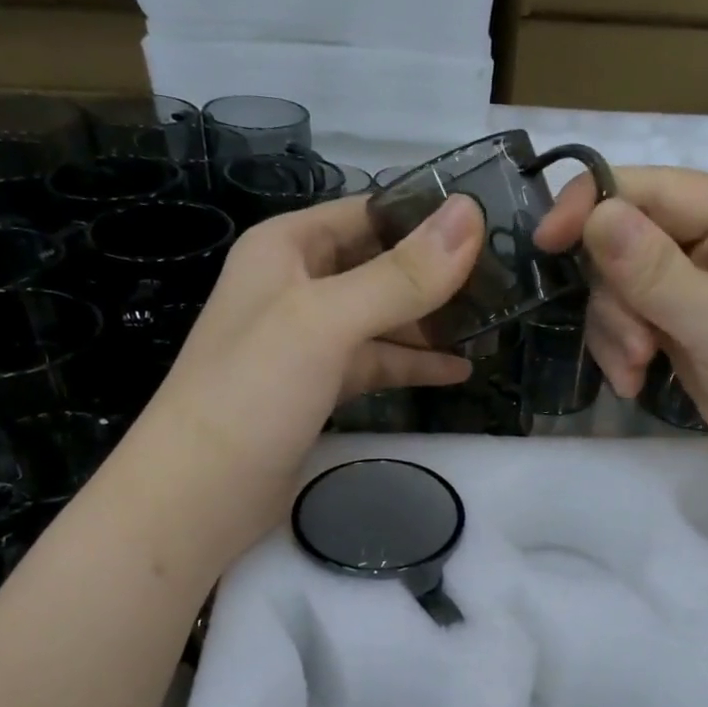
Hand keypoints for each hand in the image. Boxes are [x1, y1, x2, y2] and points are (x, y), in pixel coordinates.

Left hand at [121, 193, 482, 559]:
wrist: (201, 493)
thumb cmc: (254, 391)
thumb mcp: (327, 321)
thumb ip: (400, 275)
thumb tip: (471, 215)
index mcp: (287, 247)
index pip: (370, 212)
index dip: (429, 216)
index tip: (495, 226)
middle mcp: (297, 284)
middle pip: (381, 265)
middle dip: (438, 274)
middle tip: (507, 282)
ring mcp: (309, 340)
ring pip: (383, 318)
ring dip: (432, 323)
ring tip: (492, 327)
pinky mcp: (320, 387)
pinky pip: (377, 362)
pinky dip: (414, 364)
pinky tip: (458, 371)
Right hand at [535, 168, 707, 525]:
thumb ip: (655, 270)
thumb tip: (595, 213)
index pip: (655, 189)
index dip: (594, 205)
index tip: (545, 243)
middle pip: (632, 243)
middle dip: (617, 296)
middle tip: (634, 348)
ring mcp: (705, 298)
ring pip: (626, 290)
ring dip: (617, 331)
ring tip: (635, 374)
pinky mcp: (690, 340)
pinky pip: (636, 327)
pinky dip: (624, 353)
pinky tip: (636, 385)